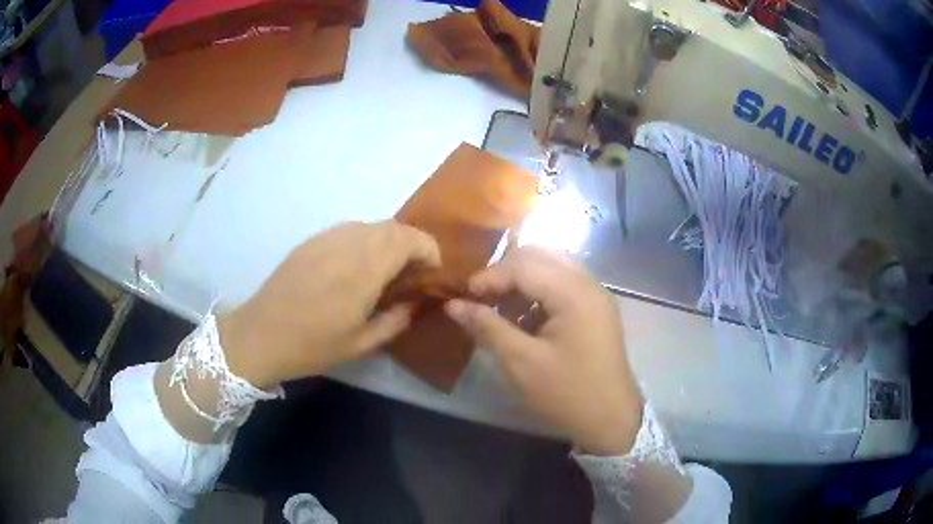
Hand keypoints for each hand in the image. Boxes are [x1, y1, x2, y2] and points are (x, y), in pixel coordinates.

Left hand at [218, 221, 440, 387]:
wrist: (261, 334)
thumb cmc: (313, 345)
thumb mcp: (362, 344)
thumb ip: (396, 320)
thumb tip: (415, 303)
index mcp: (365, 268)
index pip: (410, 238)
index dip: (428, 249)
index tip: (431, 271)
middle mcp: (349, 243)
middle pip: (393, 227)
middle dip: (411, 244)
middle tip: (411, 272)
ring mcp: (327, 237)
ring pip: (371, 225)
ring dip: (387, 241)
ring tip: (385, 269)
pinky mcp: (311, 240)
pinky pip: (348, 230)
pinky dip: (364, 241)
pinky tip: (355, 266)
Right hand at [445, 247, 642, 455]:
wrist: (611, 420)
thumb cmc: (566, 393)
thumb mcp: (521, 363)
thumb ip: (487, 327)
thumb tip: (453, 304)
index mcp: (574, 293)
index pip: (523, 265)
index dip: (488, 277)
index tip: (462, 297)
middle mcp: (588, 283)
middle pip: (539, 256)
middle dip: (505, 273)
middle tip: (481, 299)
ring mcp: (595, 295)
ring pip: (551, 267)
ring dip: (522, 281)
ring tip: (499, 309)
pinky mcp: (596, 309)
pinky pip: (562, 284)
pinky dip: (538, 292)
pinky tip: (524, 318)